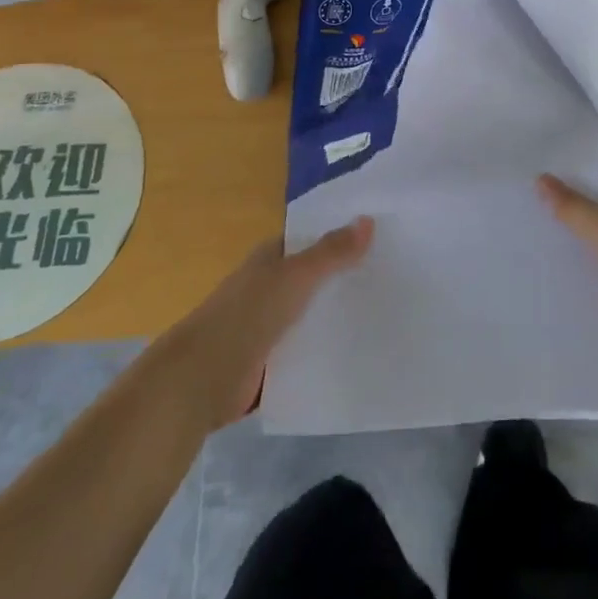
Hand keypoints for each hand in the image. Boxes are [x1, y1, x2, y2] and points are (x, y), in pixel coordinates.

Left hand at [149, 219, 374, 429]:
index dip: (342, 235)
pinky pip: (306, 348)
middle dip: (346, 274)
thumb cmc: (247, 315)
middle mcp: (270, 286)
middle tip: (395, 274)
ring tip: (388, 311)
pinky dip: (327, 347)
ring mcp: (269, 324)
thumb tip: (368, 219)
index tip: (382, 235)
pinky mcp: (271, 362)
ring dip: (339, 313)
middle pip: (315, 276)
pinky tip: (359, 349)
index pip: (311, 238)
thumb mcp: (295, 277)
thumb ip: (331, 252)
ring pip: (312, 312)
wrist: (202, 379)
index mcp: (271, 258)